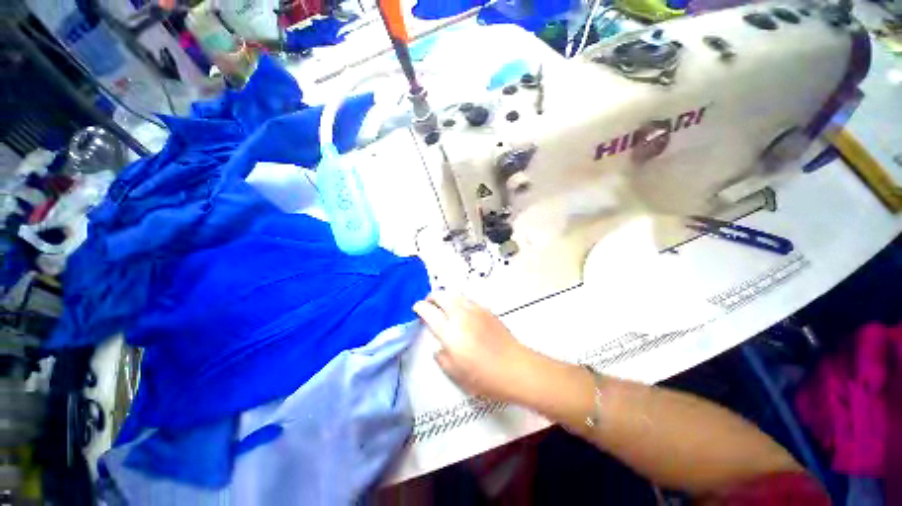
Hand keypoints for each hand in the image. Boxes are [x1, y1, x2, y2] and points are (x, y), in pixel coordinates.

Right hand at [413, 292, 535, 401]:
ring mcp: (475, 310)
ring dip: (446, 296)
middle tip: (428, 303)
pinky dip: (459, 300)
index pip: (429, 312)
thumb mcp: (455, 373)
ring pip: (455, 294)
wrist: (514, 367)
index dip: (420, 307)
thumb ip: (442, 357)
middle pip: (442, 296)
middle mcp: (460, 315)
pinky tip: (461, 310)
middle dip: (432, 296)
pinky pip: (468, 299)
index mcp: (449, 332)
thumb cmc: (483, 376)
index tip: (416, 307)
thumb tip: (439, 348)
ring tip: (443, 304)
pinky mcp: (487, 310)